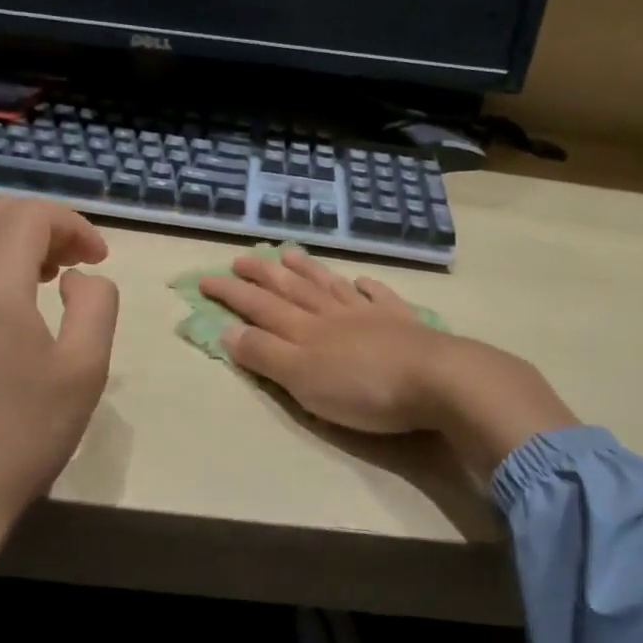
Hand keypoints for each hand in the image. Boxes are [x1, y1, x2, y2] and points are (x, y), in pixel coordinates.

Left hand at [0, 198, 118, 642]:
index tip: (99, 259)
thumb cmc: (21, 439)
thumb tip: (76, 278)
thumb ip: (95, 305)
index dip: (73, 225)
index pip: (30, 217)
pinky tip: (1, 306)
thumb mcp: (84, 372)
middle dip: (39, 223)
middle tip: (72, 262)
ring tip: (41, 280)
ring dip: (5, 240)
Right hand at [198, 247, 576, 476]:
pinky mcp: (402, 323)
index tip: (205, 278)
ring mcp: (370, 315)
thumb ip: (265, 355)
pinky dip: (367, 287)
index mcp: (305, 331)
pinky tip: (362, 281)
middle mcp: (333, 315)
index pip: (259, 307)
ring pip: (331, 286)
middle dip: (262, 275)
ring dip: (308, 271)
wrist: (437, 380)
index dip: (231, 294)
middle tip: (241, 257)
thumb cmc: (363, 389)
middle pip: (292, 290)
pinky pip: (379, 297)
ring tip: (289, 253)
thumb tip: (228, 330)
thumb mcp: (302, 380)